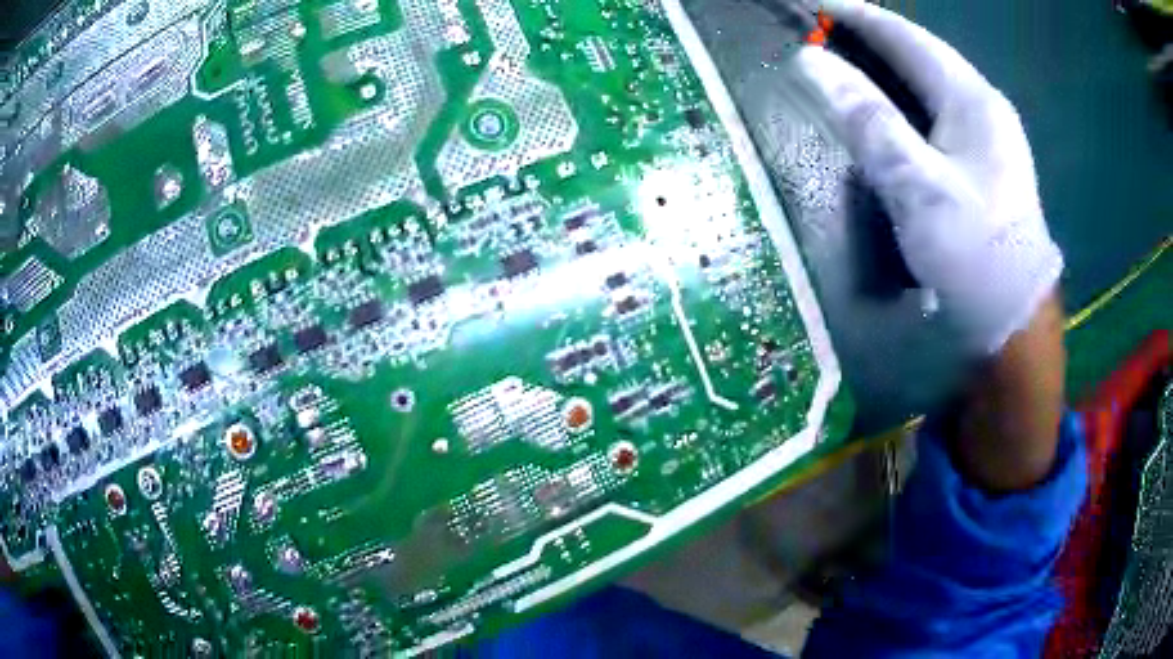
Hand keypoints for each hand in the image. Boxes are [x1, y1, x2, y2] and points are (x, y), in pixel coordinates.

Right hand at [793, 0, 1063, 354]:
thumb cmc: (973, 255)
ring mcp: (989, 136)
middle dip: (871, 36)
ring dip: (888, 67)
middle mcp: (984, 106)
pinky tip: (889, 109)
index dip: (857, 14)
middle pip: (920, 54)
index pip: (906, 36)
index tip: (812, 3)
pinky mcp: (986, 164)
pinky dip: (905, 100)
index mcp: (972, 99)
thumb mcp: (917, 185)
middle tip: (822, 30)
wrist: (1015, 322)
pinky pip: (937, 112)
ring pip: (929, 83)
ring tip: (846, 59)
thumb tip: (810, 61)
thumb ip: (867, 119)